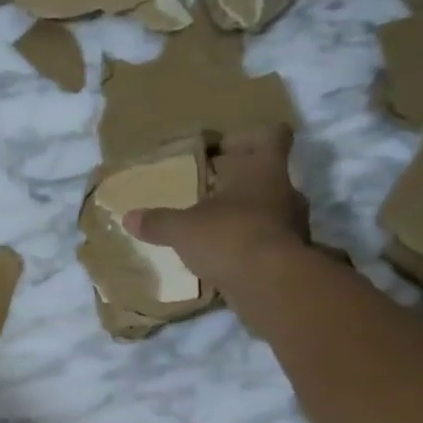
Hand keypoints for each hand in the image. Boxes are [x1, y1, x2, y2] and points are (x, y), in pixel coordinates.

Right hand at [125, 127, 309, 293]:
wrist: (274, 287)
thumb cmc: (230, 237)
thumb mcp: (183, 230)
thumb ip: (158, 222)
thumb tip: (128, 218)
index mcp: (266, 171)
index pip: (272, 136)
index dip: (248, 137)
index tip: (223, 150)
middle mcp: (286, 193)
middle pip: (268, 176)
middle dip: (239, 184)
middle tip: (209, 193)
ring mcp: (294, 227)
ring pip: (270, 211)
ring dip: (245, 217)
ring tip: (214, 231)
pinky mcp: (292, 258)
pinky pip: (269, 243)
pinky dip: (250, 248)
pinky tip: (225, 261)